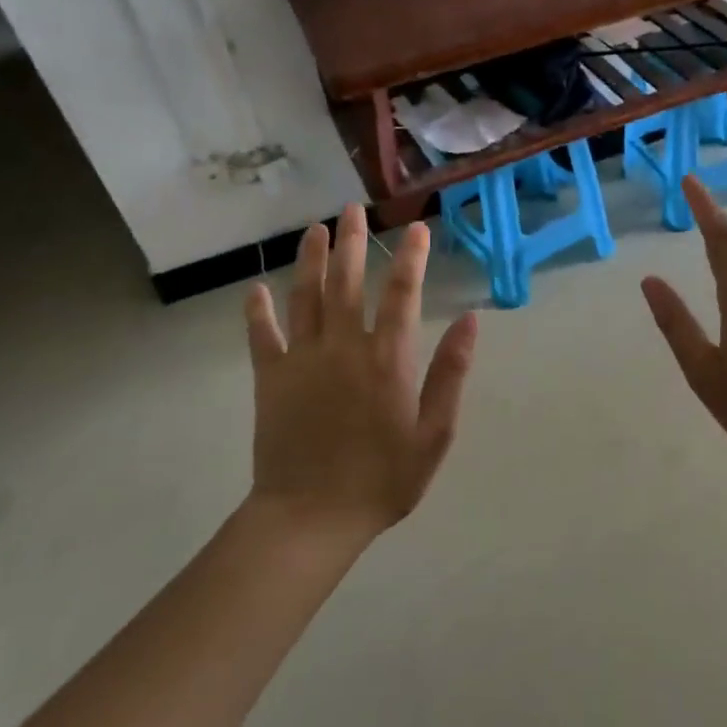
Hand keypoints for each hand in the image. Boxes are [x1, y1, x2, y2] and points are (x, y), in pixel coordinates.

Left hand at [243, 204, 478, 539]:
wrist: (310, 517)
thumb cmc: (382, 479)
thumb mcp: (435, 433)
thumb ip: (451, 373)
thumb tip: (471, 320)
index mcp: (388, 358)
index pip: (403, 294)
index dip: (412, 258)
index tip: (417, 228)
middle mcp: (344, 346)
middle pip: (348, 282)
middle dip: (354, 242)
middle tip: (354, 209)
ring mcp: (302, 359)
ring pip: (306, 297)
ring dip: (311, 260)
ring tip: (316, 229)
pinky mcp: (271, 379)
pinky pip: (262, 336)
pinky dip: (258, 310)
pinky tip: (256, 288)